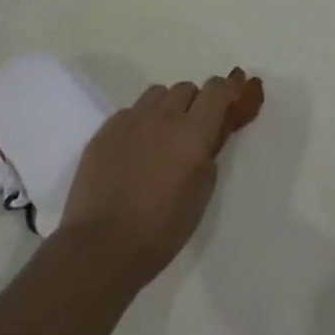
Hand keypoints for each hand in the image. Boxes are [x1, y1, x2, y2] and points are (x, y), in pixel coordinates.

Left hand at [62, 68, 263, 288]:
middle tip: (192, 129)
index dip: (228, 87)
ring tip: (161, 136)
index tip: (235, 89)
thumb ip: (207, 161)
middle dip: (195, 102)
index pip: (216, 91)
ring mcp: (130, 120)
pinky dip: (139, 122)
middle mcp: (163, 117)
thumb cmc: (159, 231)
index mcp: (192, 134)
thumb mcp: (199, 199)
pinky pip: (130, 112)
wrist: (99, 247)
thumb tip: (205, 143)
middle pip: (186, 88)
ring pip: (157, 94)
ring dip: (166, 107)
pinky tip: (133, 150)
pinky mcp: (105, 130)